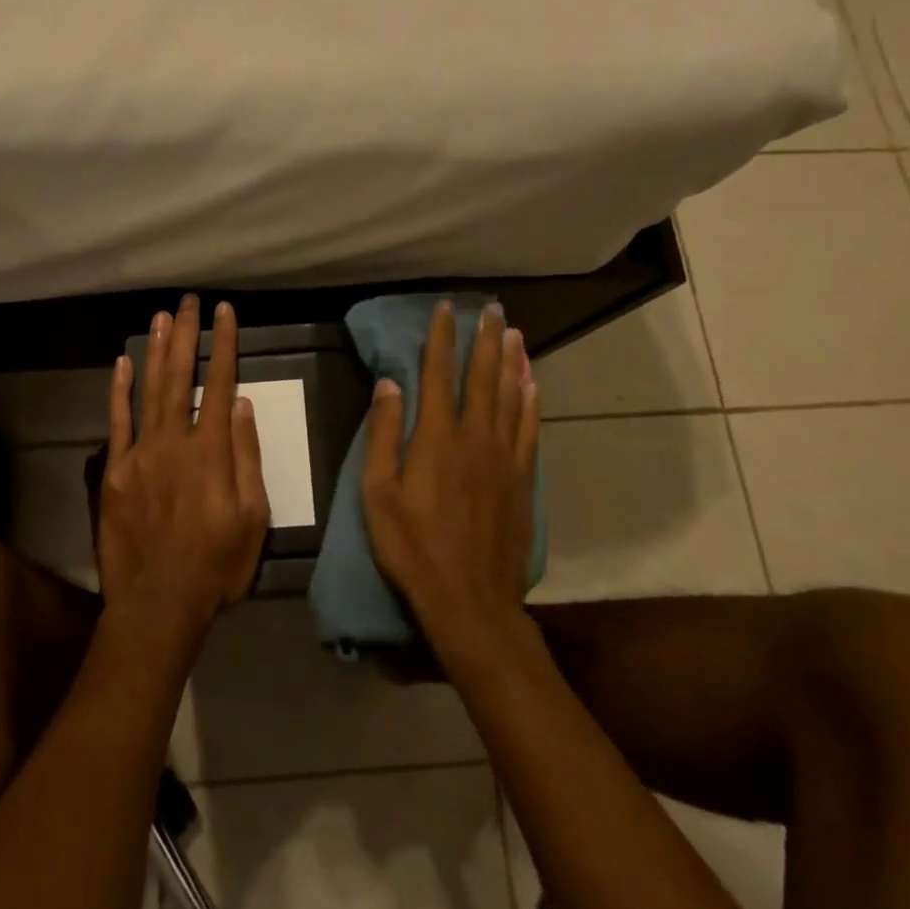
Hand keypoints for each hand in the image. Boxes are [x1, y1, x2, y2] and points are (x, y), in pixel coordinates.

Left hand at [98, 296, 270, 656]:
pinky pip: (117, 421)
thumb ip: (247, 457)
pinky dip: (120, 389)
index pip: (220, 383)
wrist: (159, 604)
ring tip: (161, 316)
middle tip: (188, 301)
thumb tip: (243, 405)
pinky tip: (123, 362)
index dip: (224, 344)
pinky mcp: (113, 471)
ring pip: (149, 389)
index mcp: (211, 451)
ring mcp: (139, 453)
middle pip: (181, 376)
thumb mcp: (253, 517)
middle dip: (186, 334)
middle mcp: (174, 441)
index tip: (225, 312)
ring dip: (156, 350)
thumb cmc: (217, 564)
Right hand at [362, 301, 540, 653]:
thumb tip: (389, 383)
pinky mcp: (522, 479)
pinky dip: (530, 402)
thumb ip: (383, 433)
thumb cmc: (412, 546)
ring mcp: (505, 457)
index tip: (446, 310)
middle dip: (486, 339)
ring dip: (511, 362)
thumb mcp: (378, 492)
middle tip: (493, 310)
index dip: (441, 339)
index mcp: (436, 436)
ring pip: (510, 396)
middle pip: (483, 376)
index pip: (438, 374)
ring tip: (514, 333)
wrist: (470, 599)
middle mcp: (475, 436)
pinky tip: (531, 385)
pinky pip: (529, 429)